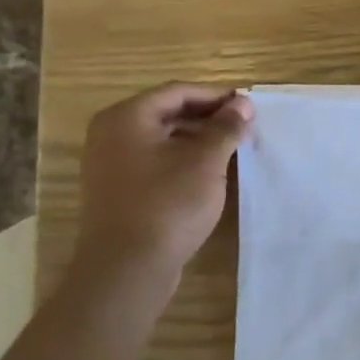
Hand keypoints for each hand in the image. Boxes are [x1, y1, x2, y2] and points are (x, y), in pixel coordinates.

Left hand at [74, 83, 253, 274]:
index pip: (178, 92)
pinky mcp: (119, 191)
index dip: (216, 96)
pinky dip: (184, 160)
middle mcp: (112, 134)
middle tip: (245, 128)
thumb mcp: (205, 161)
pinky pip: (156, 162)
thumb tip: (242, 104)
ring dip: (199, 140)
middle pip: (168, 113)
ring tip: (233, 150)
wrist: (127, 268)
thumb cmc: (167, 203)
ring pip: (163, 139)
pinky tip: (210, 174)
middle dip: (209, 118)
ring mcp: (111, 164)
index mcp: (127, 117)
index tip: (249, 108)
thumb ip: (225, 127)